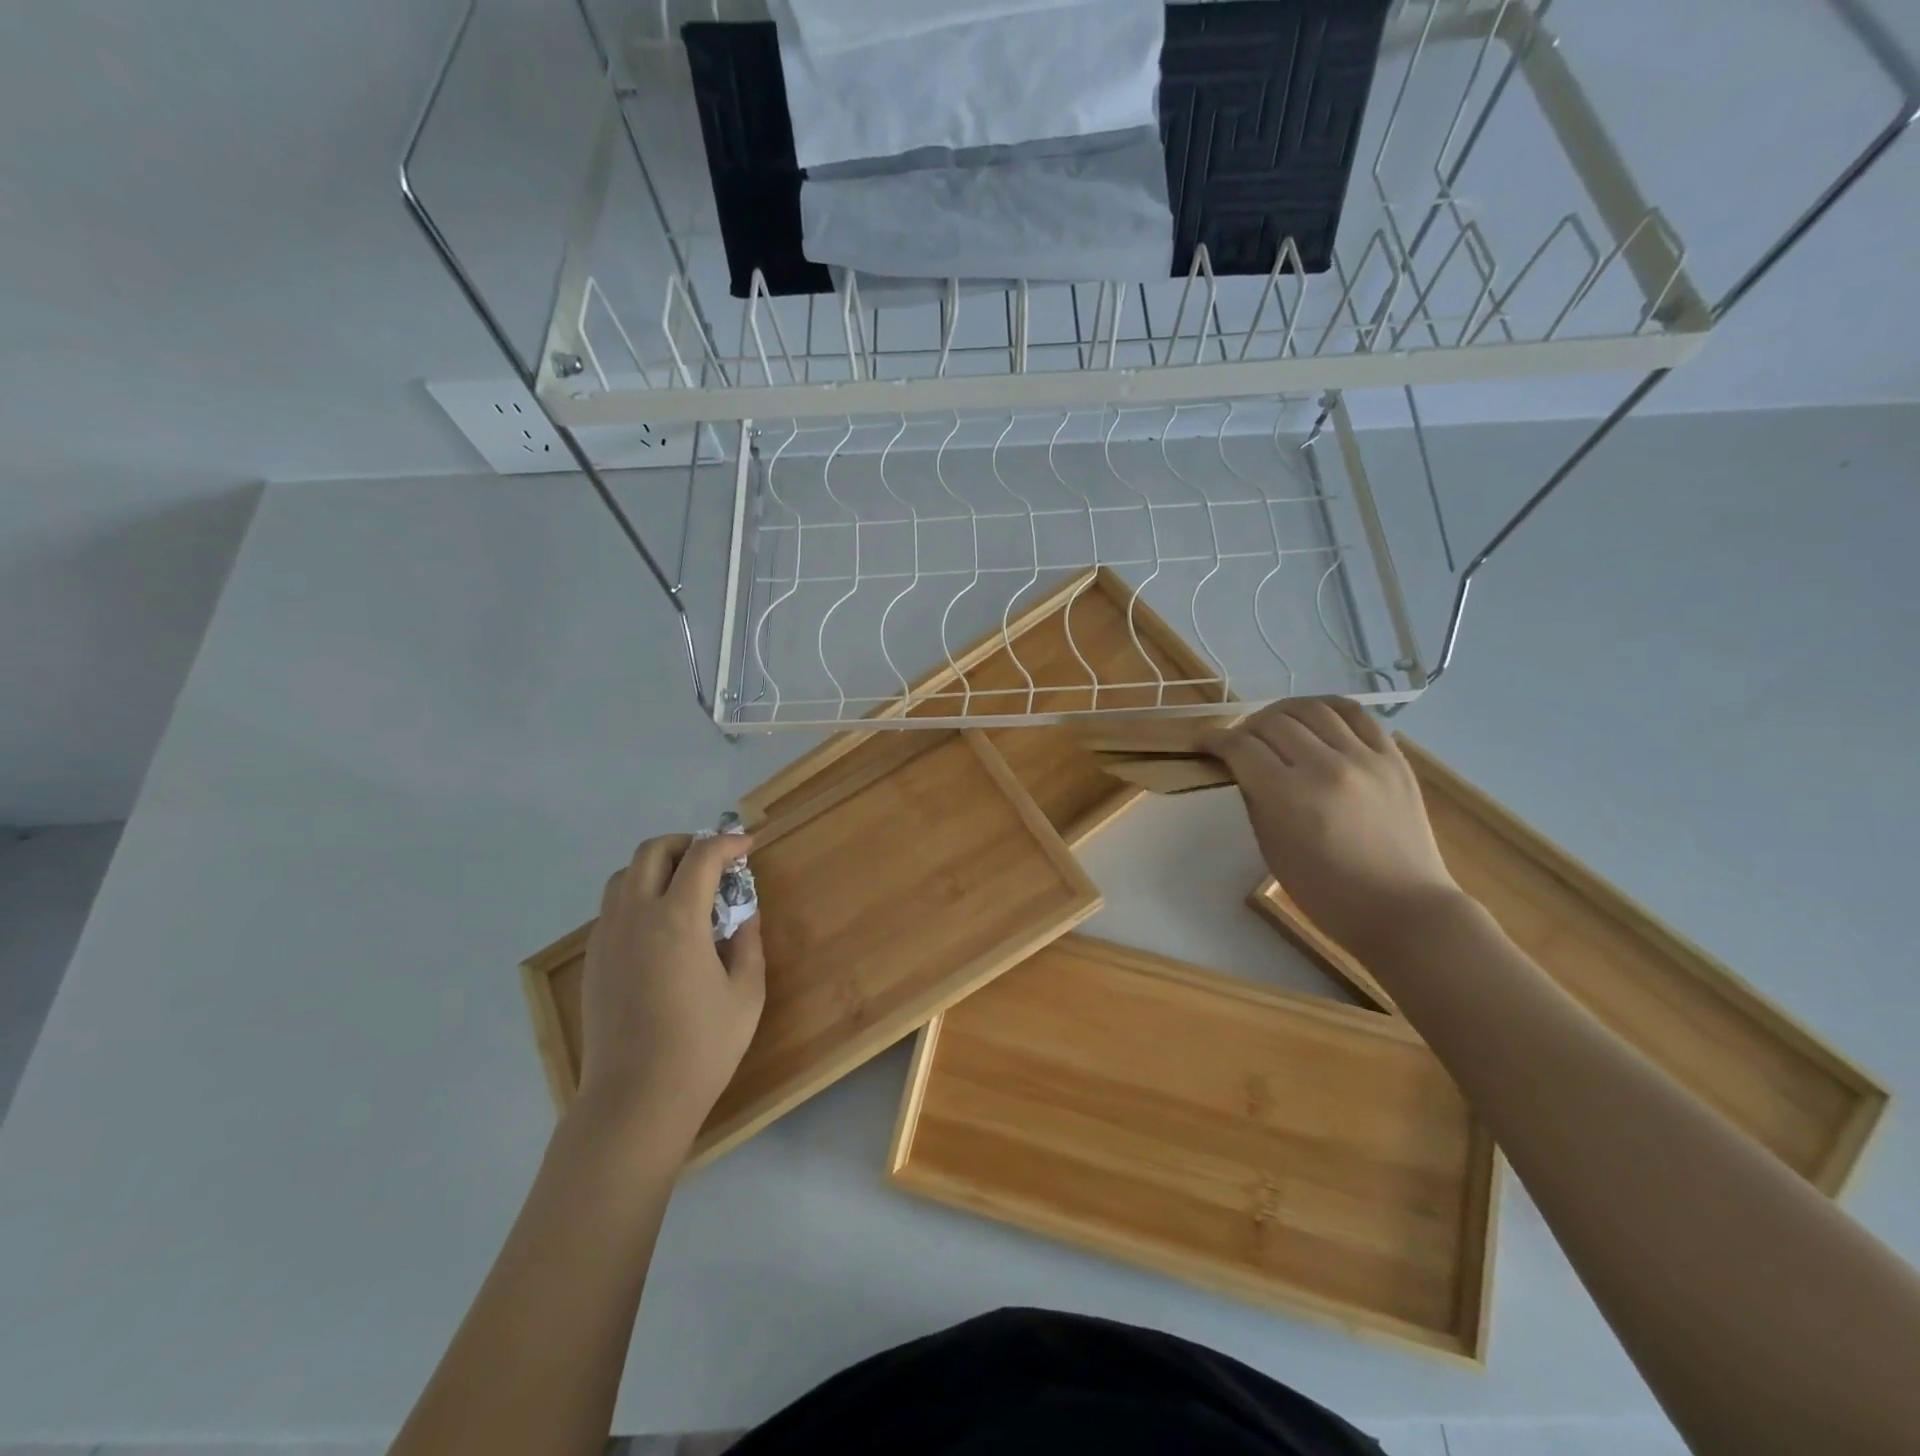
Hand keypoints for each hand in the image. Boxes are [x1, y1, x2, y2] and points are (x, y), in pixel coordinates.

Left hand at [573, 833, 765, 1154]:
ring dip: (657, 867)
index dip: (728, 843)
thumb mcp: (746, 993)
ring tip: (686, 890)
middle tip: (715, 862)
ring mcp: (607, 938)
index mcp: (677, 920)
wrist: (634, 1100)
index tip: (748, 846)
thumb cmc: (701, 1047)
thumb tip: (743, 915)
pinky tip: (662, 927)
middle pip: (652, 851)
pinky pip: (613, 907)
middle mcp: (635, 917)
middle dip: (686, 844)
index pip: (702, 857)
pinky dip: (639, 896)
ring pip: (625, 876)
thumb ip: (747, 943)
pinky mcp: (594, 961)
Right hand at [1202, 698, 1460, 957]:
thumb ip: (1255, 800)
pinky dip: (1326, 708)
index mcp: (1290, 796)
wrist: (1403, 909)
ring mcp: (1365, 758)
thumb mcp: (1272, 848)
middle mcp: (1326, 767)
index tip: (1202, 742)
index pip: (1240, 748)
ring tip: (1272, 725)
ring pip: (1311, 709)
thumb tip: (1243, 767)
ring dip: (1281, 713)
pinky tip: (1314, 717)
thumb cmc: (1327, 892)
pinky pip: (1355, 714)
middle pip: (1271, 722)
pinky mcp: (1393, 757)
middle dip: (1244, 728)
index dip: (1213, 740)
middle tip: (1237, 743)